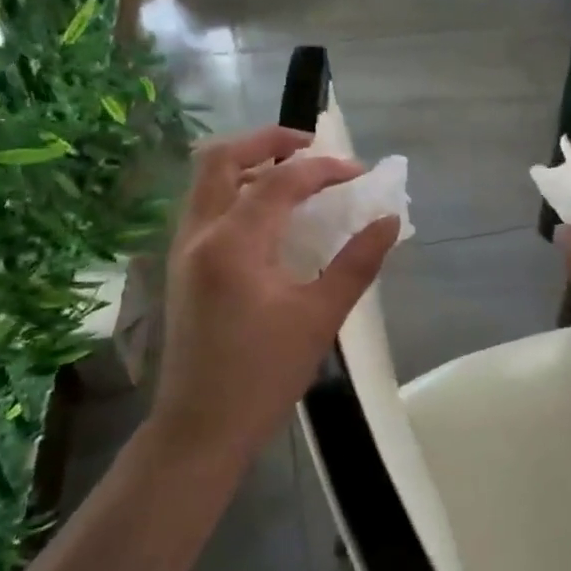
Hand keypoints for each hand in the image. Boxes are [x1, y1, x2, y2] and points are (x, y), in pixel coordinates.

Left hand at [150, 125, 399, 470]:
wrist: (200, 429)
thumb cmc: (263, 376)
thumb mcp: (319, 318)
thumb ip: (357, 263)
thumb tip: (389, 220)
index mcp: (233, 243)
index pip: (281, 182)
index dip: (324, 169)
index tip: (360, 174)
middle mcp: (199, 233)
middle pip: (221, 158)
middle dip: (268, 142)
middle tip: (311, 147)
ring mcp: (183, 250)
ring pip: (207, 181)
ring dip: (248, 164)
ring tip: (293, 176)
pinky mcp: (181, 268)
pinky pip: (205, 207)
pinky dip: (236, 192)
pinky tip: (269, 217)